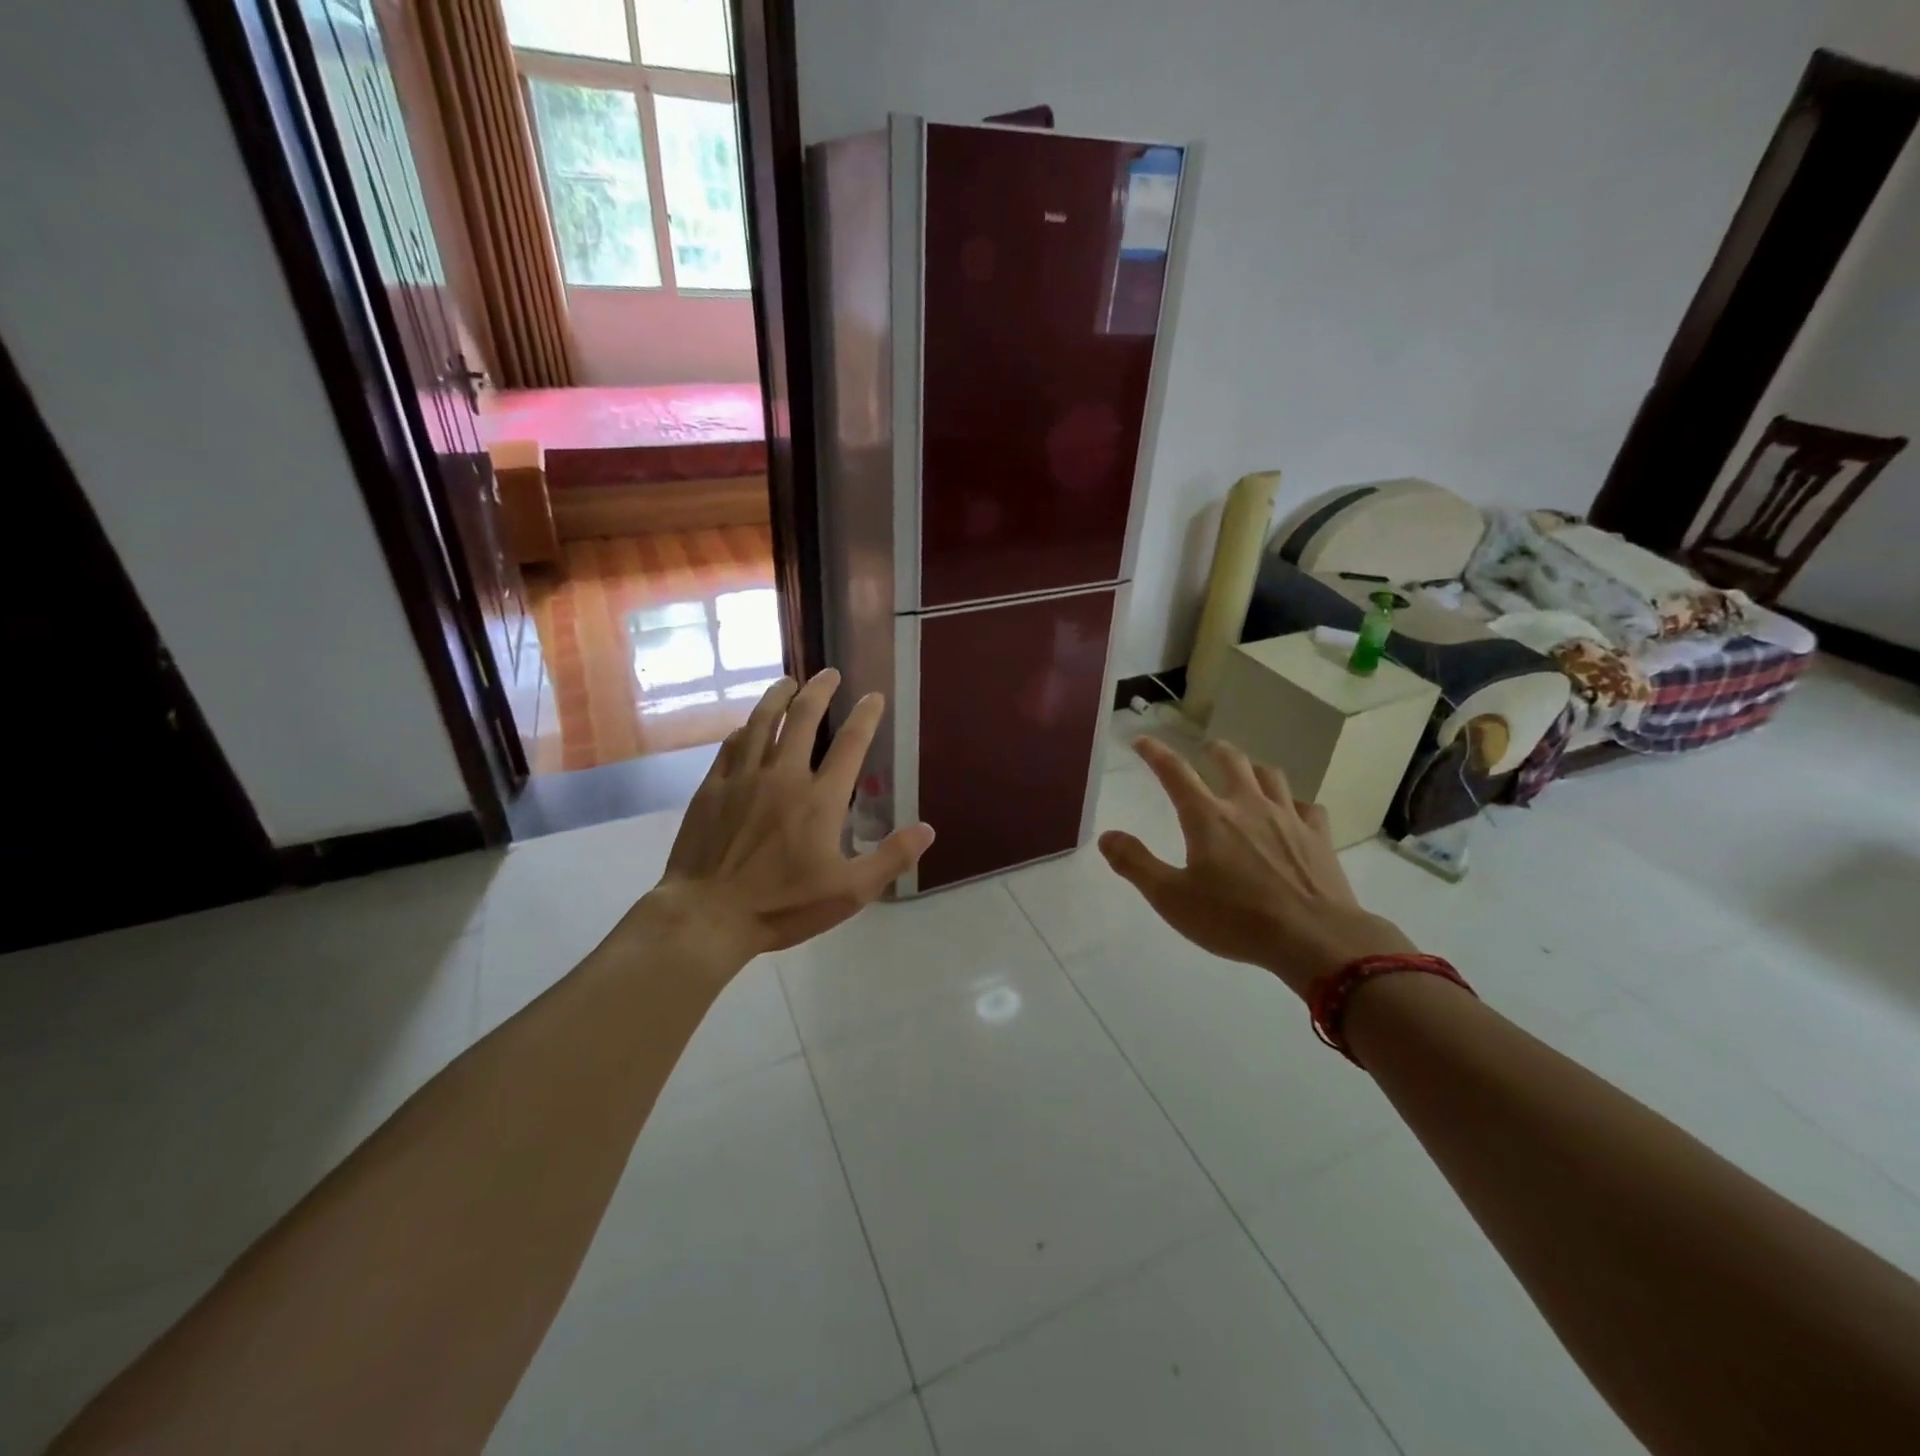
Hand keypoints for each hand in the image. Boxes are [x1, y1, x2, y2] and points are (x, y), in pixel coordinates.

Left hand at [633, 670, 934, 972]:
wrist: (707, 915)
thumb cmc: (783, 905)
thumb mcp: (849, 891)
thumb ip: (890, 858)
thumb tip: (928, 829)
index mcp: (820, 799)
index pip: (850, 744)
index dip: (865, 716)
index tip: (873, 696)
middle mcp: (783, 776)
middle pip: (803, 718)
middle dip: (820, 690)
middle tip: (829, 673)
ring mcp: (743, 778)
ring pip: (762, 722)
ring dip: (778, 696)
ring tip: (788, 681)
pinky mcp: (712, 788)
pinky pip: (730, 746)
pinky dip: (744, 729)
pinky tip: (747, 725)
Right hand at [1099, 737, 1413, 997]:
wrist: (1315, 939)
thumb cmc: (1236, 919)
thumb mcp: (1171, 898)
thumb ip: (1136, 864)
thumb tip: (1107, 836)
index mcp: (1208, 817)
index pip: (1175, 772)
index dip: (1155, 753)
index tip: (1142, 740)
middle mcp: (1248, 805)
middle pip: (1230, 760)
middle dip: (1212, 750)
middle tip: (1204, 750)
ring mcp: (1288, 818)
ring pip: (1270, 775)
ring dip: (1253, 768)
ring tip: (1246, 773)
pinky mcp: (1318, 837)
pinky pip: (1307, 806)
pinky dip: (1294, 803)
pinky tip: (1292, 813)